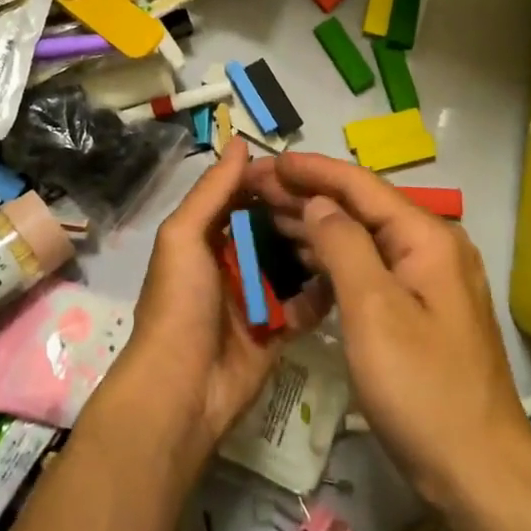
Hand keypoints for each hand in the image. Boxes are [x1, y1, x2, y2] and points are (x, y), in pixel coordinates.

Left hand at [119, 139, 331, 460]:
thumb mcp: (184, 236)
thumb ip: (212, 191)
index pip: (242, 198)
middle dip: (300, 214)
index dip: (271, 182)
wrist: (182, 389)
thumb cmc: (179, 303)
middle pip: (272, 229)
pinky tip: (349, 272)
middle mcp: (230, 262)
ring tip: (352, 230)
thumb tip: (239, 142)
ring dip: (315, 248)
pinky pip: (305, 304)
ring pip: (292, 263)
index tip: (309, 168)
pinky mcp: (276, 330)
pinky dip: (322, 291)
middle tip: (341, 200)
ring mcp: (255, 298)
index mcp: (204, 237)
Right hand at [245, 152, 530, 510]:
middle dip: (307, 194)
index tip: (267, 160)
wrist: (480, 476)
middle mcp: (432, 248)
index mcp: (427, 238)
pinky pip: (369, 269)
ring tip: (266, 215)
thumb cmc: (423, 390)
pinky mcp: (420, 311)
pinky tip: (301, 261)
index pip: (360, 185)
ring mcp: (428, 281)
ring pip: (363, 238)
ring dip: (316, 225)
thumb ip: (344, 245)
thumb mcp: (374, 311)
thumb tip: (319, 202)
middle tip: (254, 188)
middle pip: (361, 207)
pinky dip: (333, 260)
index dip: (311, 170)